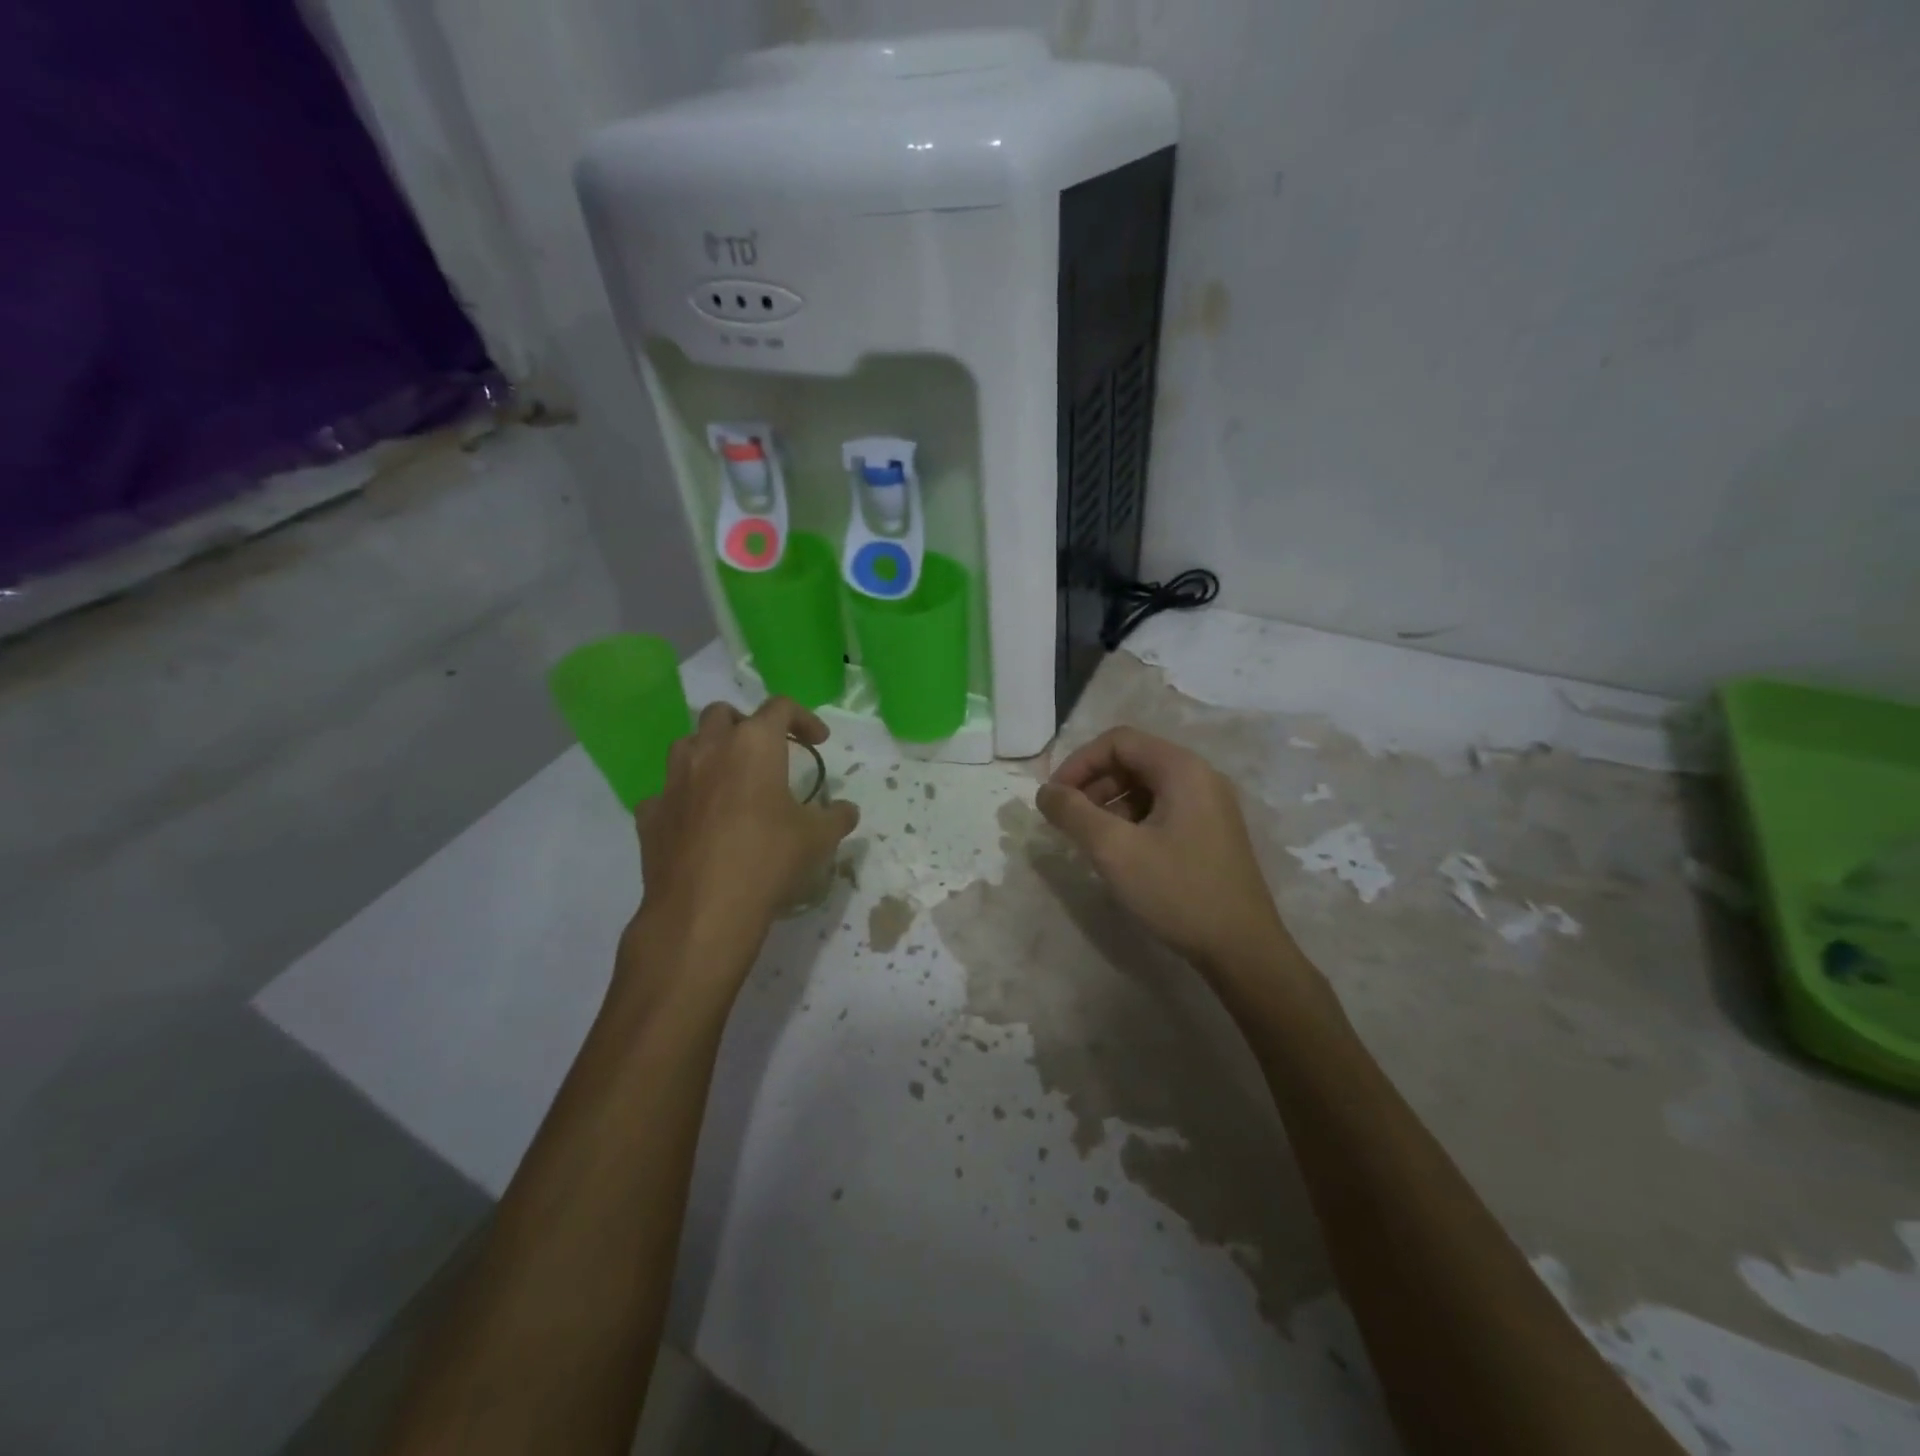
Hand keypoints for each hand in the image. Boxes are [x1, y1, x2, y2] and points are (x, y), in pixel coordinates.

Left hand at [632, 696, 858, 960]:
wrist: (703, 910)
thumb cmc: (769, 859)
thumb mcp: (818, 838)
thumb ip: (836, 817)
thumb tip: (847, 810)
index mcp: (754, 744)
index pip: (780, 708)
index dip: (803, 718)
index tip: (818, 742)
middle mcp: (709, 749)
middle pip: (723, 713)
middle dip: (746, 725)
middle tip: (766, 752)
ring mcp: (673, 780)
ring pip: (687, 745)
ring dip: (710, 752)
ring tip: (729, 779)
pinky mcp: (650, 813)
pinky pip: (667, 792)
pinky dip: (685, 797)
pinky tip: (698, 821)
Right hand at [1037, 727, 1294, 977]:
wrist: (1243, 950)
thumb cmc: (1178, 892)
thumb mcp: (1115, 850)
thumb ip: (1073, 813)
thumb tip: (1045, 792)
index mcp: (1182, 769)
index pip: (1118, 741)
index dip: (1079, 763)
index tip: (1054, 798)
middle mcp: (1200, 777)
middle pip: (1133, 761)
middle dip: (1093, 784)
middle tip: (1067, 821)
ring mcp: (1210, 806)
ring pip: (1146, 787)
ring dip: (1109, 805)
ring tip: (1090, 841)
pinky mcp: (1211, 833)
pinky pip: (1162, 810)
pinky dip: (1132, 821)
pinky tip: (1120, 854)